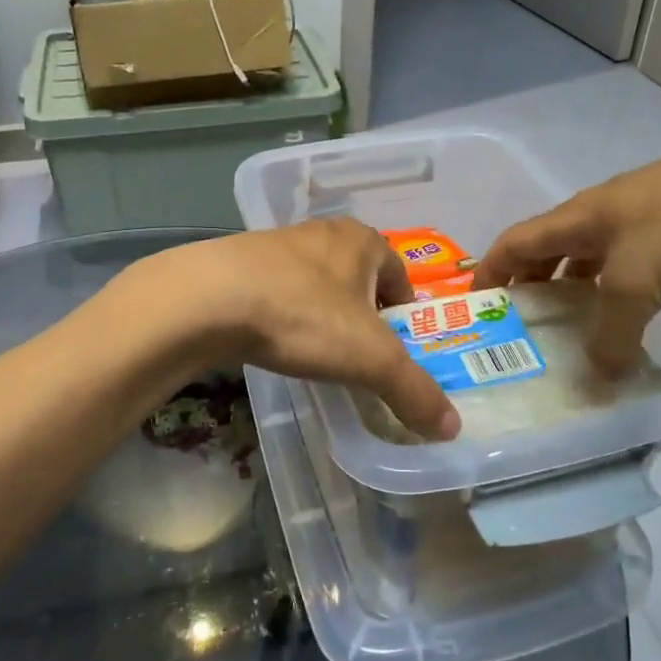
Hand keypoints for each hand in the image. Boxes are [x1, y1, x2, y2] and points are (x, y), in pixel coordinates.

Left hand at [148, 221, 459, 439]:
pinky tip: (273, 340)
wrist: (208, 299)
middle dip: (363, 313)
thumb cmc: (304, 316)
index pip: (400, 274)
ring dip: (322, 311)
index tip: (396, 348)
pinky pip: (277, 288)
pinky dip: (283, 312)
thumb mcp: (370, 360)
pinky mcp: (239, 260)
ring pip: (316, 281)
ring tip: (315, 350)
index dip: (404, 312)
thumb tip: (452, 428)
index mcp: (363, 241)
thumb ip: (414, 391)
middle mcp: (323, 232)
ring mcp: (278, 243)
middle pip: (358, 277)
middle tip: (359, 354)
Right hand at [473, 128, 660, 373]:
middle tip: (527, 323)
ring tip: (576, 321)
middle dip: (531, 283)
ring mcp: (639, 212)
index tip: (477, 307)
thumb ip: (610, 334)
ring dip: (576, 285)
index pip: (513, 243)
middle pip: (549, 247)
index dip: (490, 272)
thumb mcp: (635, 286)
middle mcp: (598, 212)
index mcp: (575, 217)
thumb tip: (599, 375)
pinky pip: (629, 257)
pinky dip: (617, 283)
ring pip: (591, 253)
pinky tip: (634, 306)